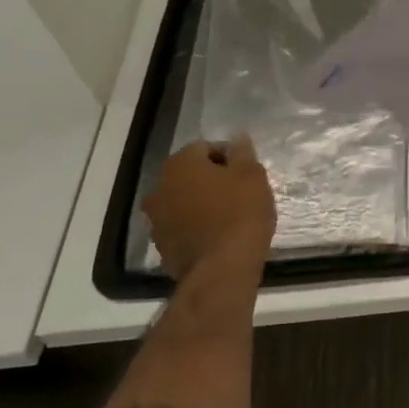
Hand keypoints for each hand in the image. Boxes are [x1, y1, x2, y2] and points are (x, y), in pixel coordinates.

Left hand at [142, 136, 276, 295]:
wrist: (221, 269)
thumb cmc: (240, 213)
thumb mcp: (252, 176)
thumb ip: (242, 152)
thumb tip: (237, 137)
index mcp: (180, 164)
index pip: (205, 147)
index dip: (229, 157)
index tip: (248, 172)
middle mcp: (159, 186)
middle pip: (190, 173)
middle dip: (213, 178)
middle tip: (240, 191)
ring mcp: (156, 218)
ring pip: (184, 200)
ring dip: (202, 201)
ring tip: (230, 214)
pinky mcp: (162, 245)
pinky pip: (181, 224)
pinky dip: (196, 224)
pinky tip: (218, 234)